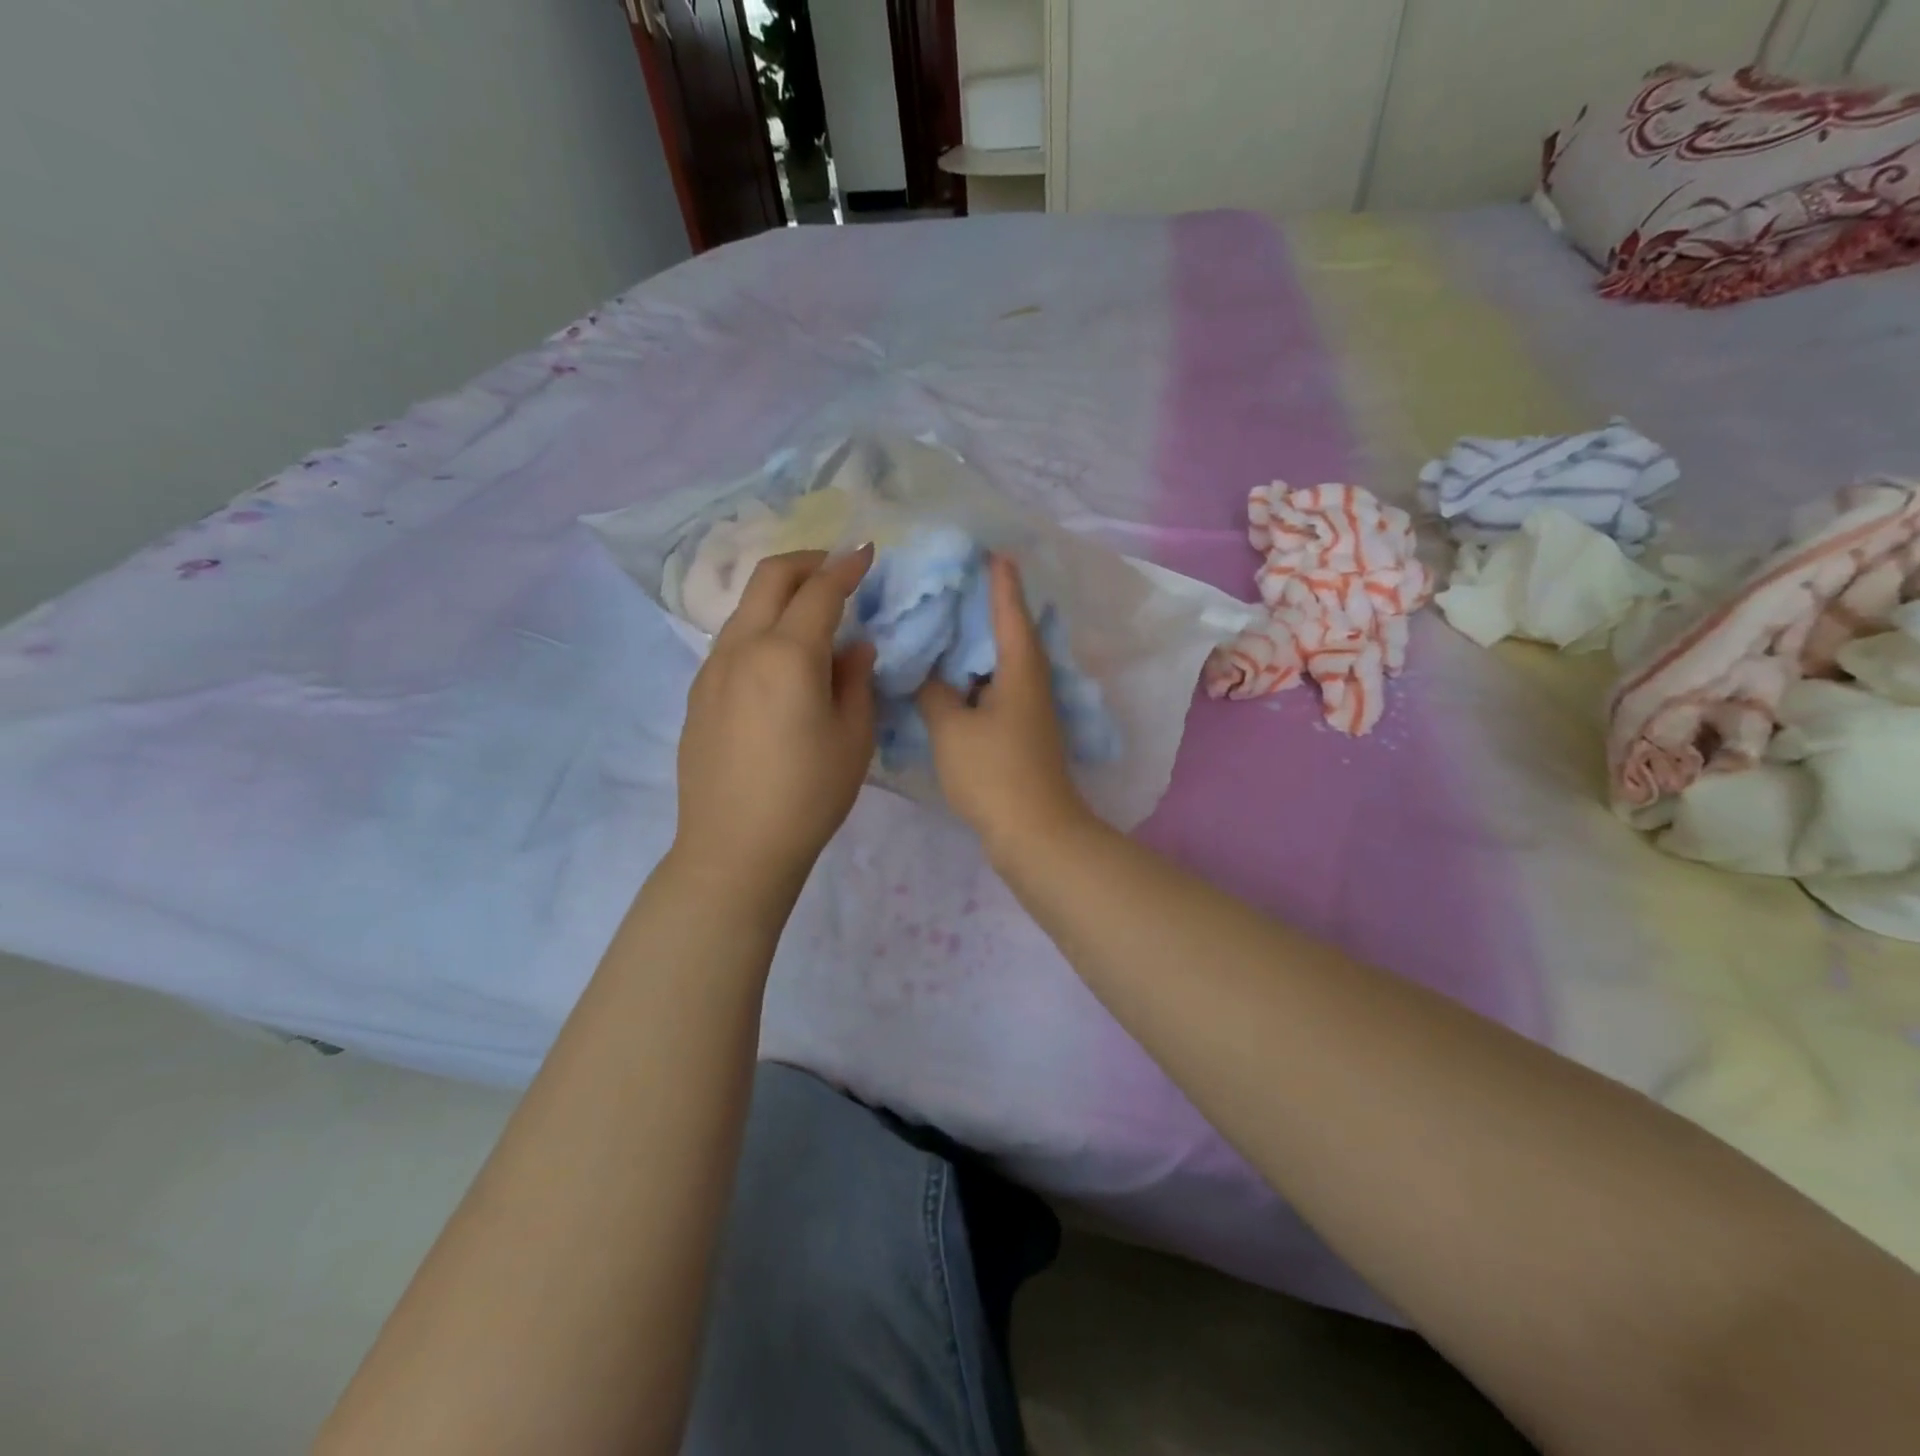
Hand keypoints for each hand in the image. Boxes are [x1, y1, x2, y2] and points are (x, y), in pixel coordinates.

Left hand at [672, 548, 876, 899]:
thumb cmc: (808, 796)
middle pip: (770, 577)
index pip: (820, 591)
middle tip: (835, 568)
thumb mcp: (853, 738)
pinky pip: (732, 639)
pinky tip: (780, 657)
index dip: (846, 567)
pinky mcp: (698, 692)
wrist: (735, 847)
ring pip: (746, 606)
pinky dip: (760, 625)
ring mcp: (712, 668)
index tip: (866, 553)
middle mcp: (743, 648)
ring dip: (779, 592)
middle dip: (806, 560)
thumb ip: (857, 680)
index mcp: (787, 655)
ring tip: (810, 611)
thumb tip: (855, 647)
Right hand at [917, 556, 1091, 855]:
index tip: (991, 551)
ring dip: (980, 642)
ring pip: (1003, 662)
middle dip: (989, 606)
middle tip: (957, 581)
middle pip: (1011, 632)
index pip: (1009, 611)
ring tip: (948, 622)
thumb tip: (928, 673)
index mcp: (1020, 668)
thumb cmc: (994, 773)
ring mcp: (1030, 709)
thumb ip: (933, 692)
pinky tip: (953, 677)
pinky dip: (977, 675)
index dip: (999, 581)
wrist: (1035, 832)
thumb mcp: (951, 728)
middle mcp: (1032, 681)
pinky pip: (998, 688)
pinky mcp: (1022, 732)